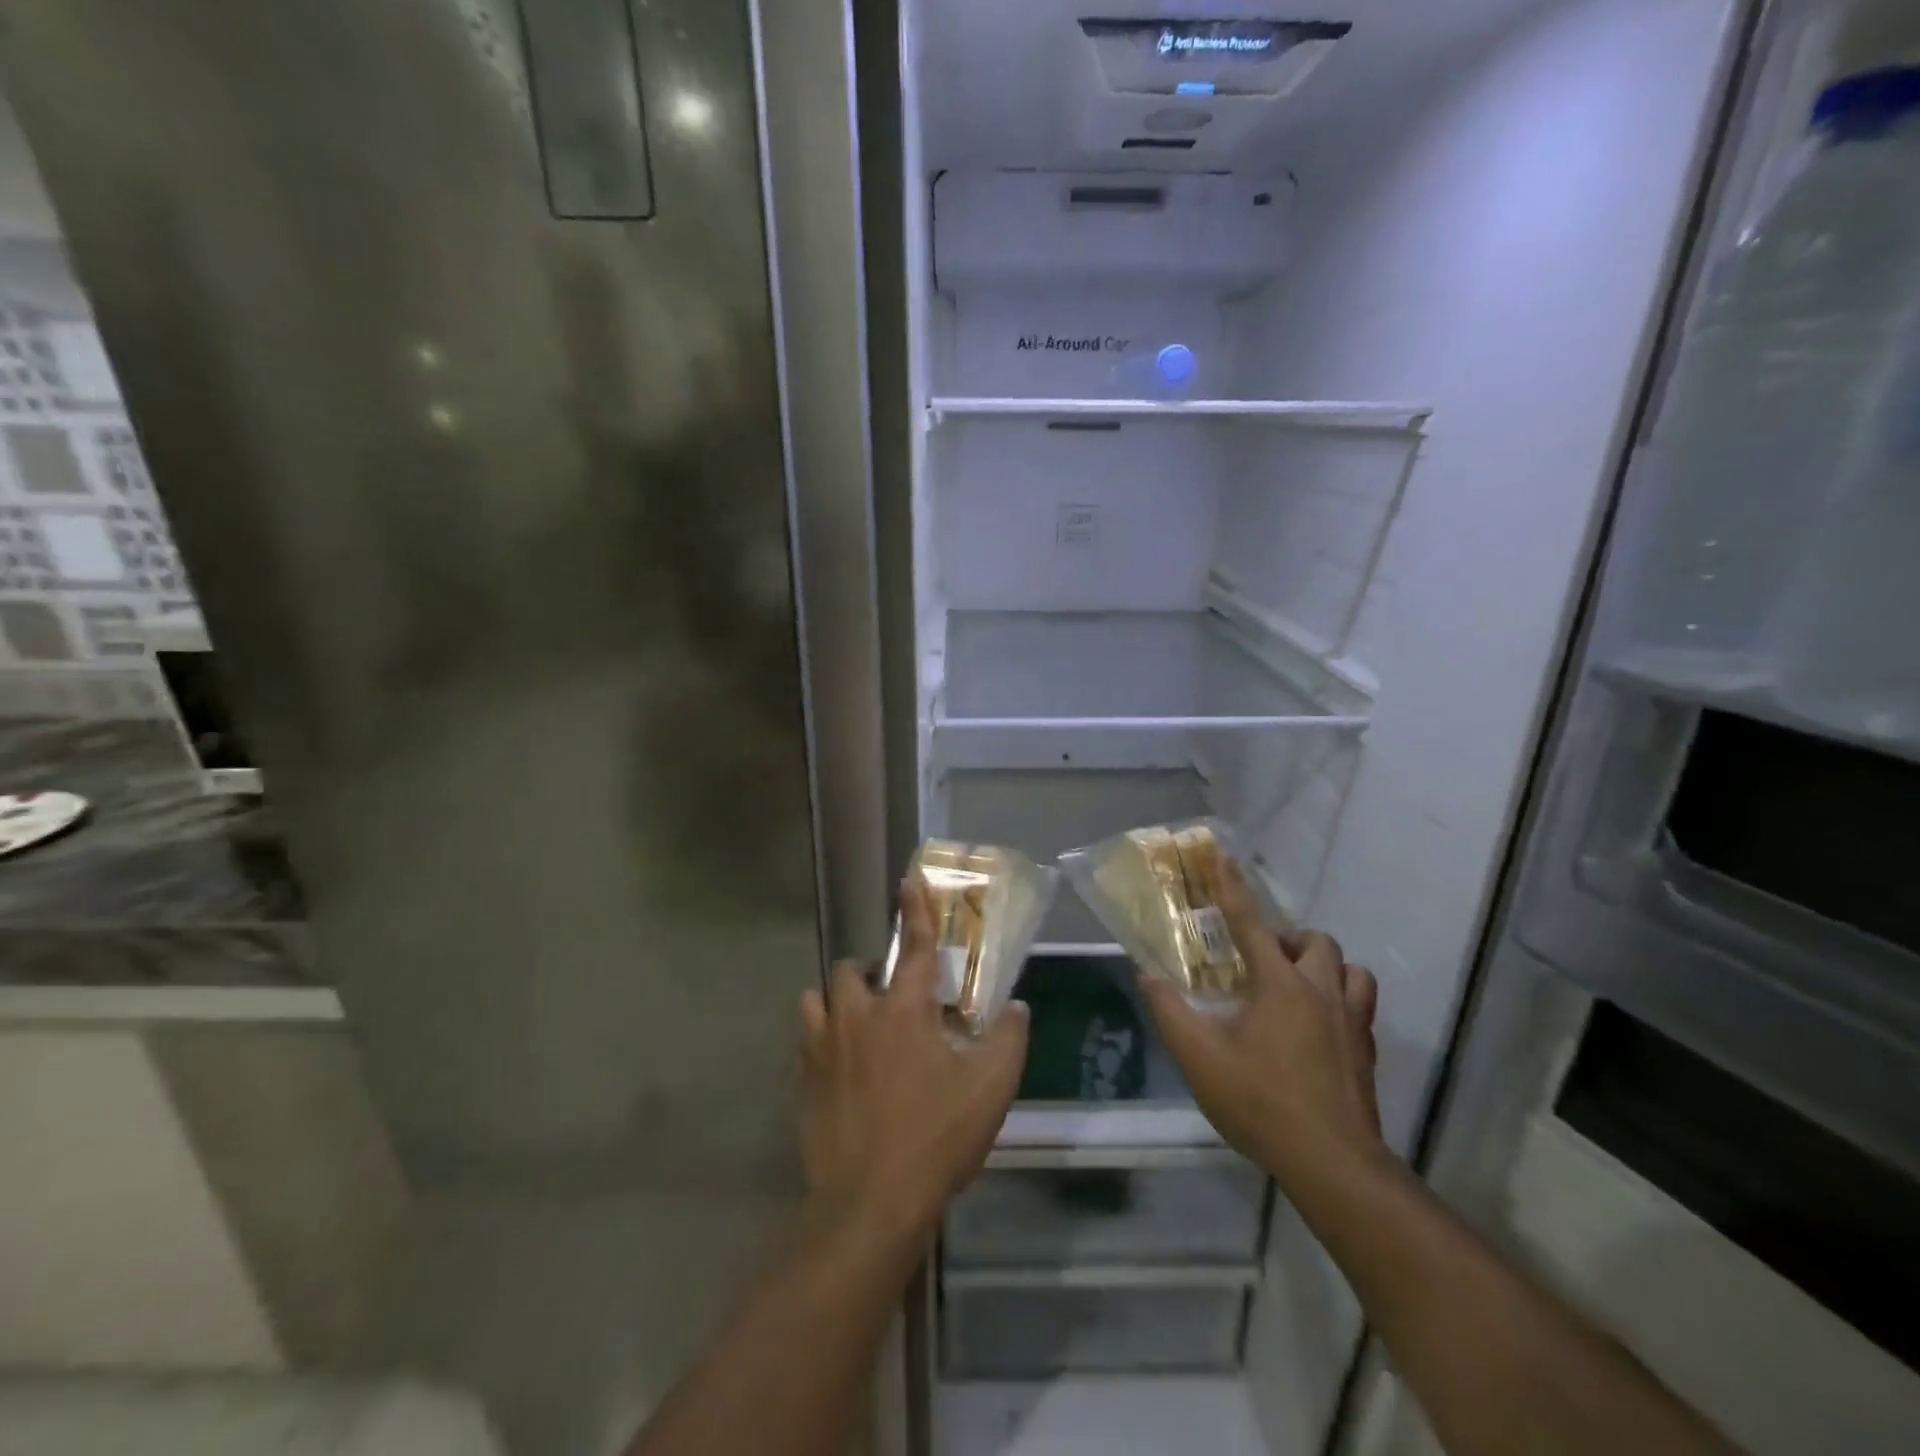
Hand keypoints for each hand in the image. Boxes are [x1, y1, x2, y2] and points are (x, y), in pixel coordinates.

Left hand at [799, 879, 1028, 1250]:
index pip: (916, 947)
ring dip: (839, 1001)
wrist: (869, 1203)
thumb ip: (1007, 1040)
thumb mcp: (990, 1090)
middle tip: (893, 999)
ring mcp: (823, 1047)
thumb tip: (1015, 1007)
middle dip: (872, 972)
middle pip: (853, 968)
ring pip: (819, 998)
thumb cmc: (936, 1138)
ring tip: (859, 1026)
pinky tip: (840, 1067)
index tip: (907, 881)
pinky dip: (822, 1038)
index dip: (915, 910)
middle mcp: (858, 1016)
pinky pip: (806, 1039)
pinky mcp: (802, 1079)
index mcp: (905, 1010)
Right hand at [1140, 860, 1386, 1189]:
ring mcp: (1351, 1022)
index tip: (1223, 854)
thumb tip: (1147, 976)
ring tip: (1298, 987)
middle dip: (1289, 939)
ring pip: (1351, 970)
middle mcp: (1321, 991)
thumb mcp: (1199, 1057)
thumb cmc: (1260, 1101)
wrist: (1332, 1163)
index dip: (1233, 887)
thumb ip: (1169, 1011)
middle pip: (1315, 941)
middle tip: (1262, 960)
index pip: (1250, 922)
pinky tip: (1318, 1027)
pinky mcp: (1367, 1052)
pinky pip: (1361, 1006)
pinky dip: (1341, 1000)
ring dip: (1324, 967)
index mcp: (1279, 984)